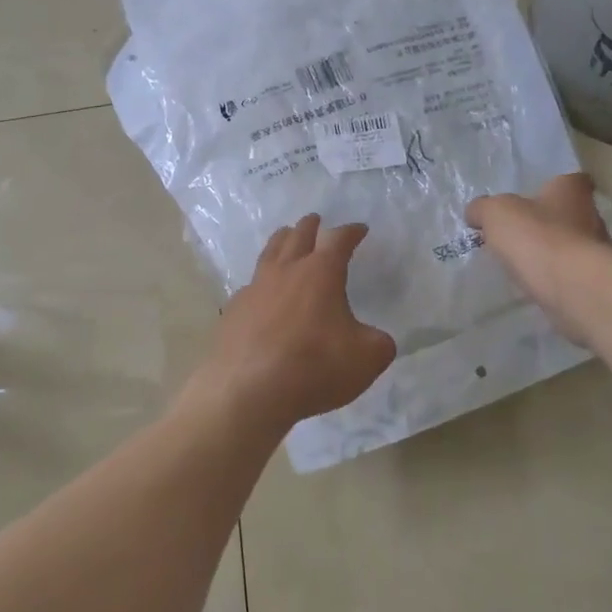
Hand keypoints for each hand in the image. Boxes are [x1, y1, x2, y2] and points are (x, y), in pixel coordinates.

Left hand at [181, 215, 396, 436]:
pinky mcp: (233, 311)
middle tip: (316, 220)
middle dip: (310, 226)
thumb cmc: (314, 367)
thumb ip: (378, 343)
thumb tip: (374, 339)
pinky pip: (250, 286)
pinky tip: (262, 294)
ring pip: (269, 253)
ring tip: (285, 238)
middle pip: (297, 236)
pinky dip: (262, 282)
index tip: (359, 229)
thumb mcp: (367, 358)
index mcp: (320, 273)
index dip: (351, 232)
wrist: (248, 391)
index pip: (339, 239)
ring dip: (281, 241)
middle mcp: (285, 272)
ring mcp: (254, 289)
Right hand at [466, 173, 611, 340]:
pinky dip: (554, 275)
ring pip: (571, 244)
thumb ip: (483, 209)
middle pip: (571, 213)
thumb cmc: (536, 236)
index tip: (534, 197)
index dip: (553, 186)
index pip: (571, 180)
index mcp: (571, 191)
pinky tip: (533, 282)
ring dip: (551, 250)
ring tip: (523, 260)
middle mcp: (591, 216)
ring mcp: (596, 250)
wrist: (571, 286)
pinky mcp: (592, 281)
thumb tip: (475, 213)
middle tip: (520, 231)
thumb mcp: (495, 213)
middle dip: (548, 221)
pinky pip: (569, 272)